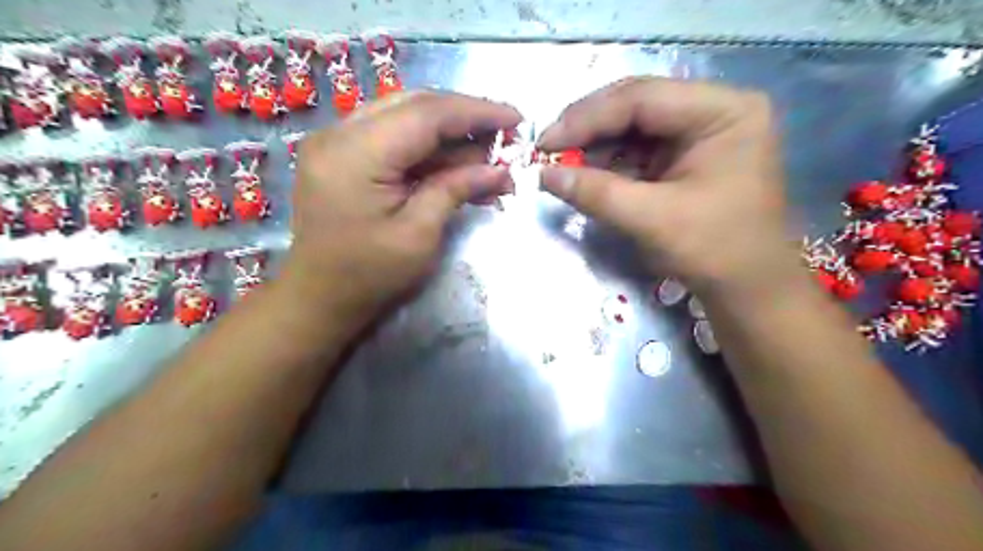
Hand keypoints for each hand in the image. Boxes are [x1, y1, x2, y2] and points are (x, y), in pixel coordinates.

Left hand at [279, 89, 517, 323]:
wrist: (320, 296)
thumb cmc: (369, 275)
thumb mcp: (419, 235)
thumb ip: (456, 189)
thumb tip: (499, 169)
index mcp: (354, 154)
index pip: (426, 114)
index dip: (476, 112)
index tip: (516, 119)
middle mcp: (339, 133)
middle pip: (416, 106)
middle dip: (466, 118)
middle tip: (505, 136)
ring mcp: (336, 140)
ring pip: (406, 117)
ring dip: (450, 135)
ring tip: (488, 157)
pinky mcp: (342, 153)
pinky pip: (394, 136)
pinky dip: (429, 148)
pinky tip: (458, 166)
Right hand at [541, 76, 801, 295]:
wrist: (748, 289)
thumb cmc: (714, 251)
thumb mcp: (651, 220)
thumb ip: (596, 193)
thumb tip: (543, 175)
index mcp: (724, 111)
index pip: (642, 98)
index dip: (587, 118)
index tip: (546, 142)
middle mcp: (715, 109)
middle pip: (638, 105)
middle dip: (589, 128)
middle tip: (548, 148)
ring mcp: (702, 130)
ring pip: (634, 125)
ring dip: (595, 145)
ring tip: (562, 163)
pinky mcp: (688, 154)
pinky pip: (640, 147)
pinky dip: (610, 160)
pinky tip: (586, 171)